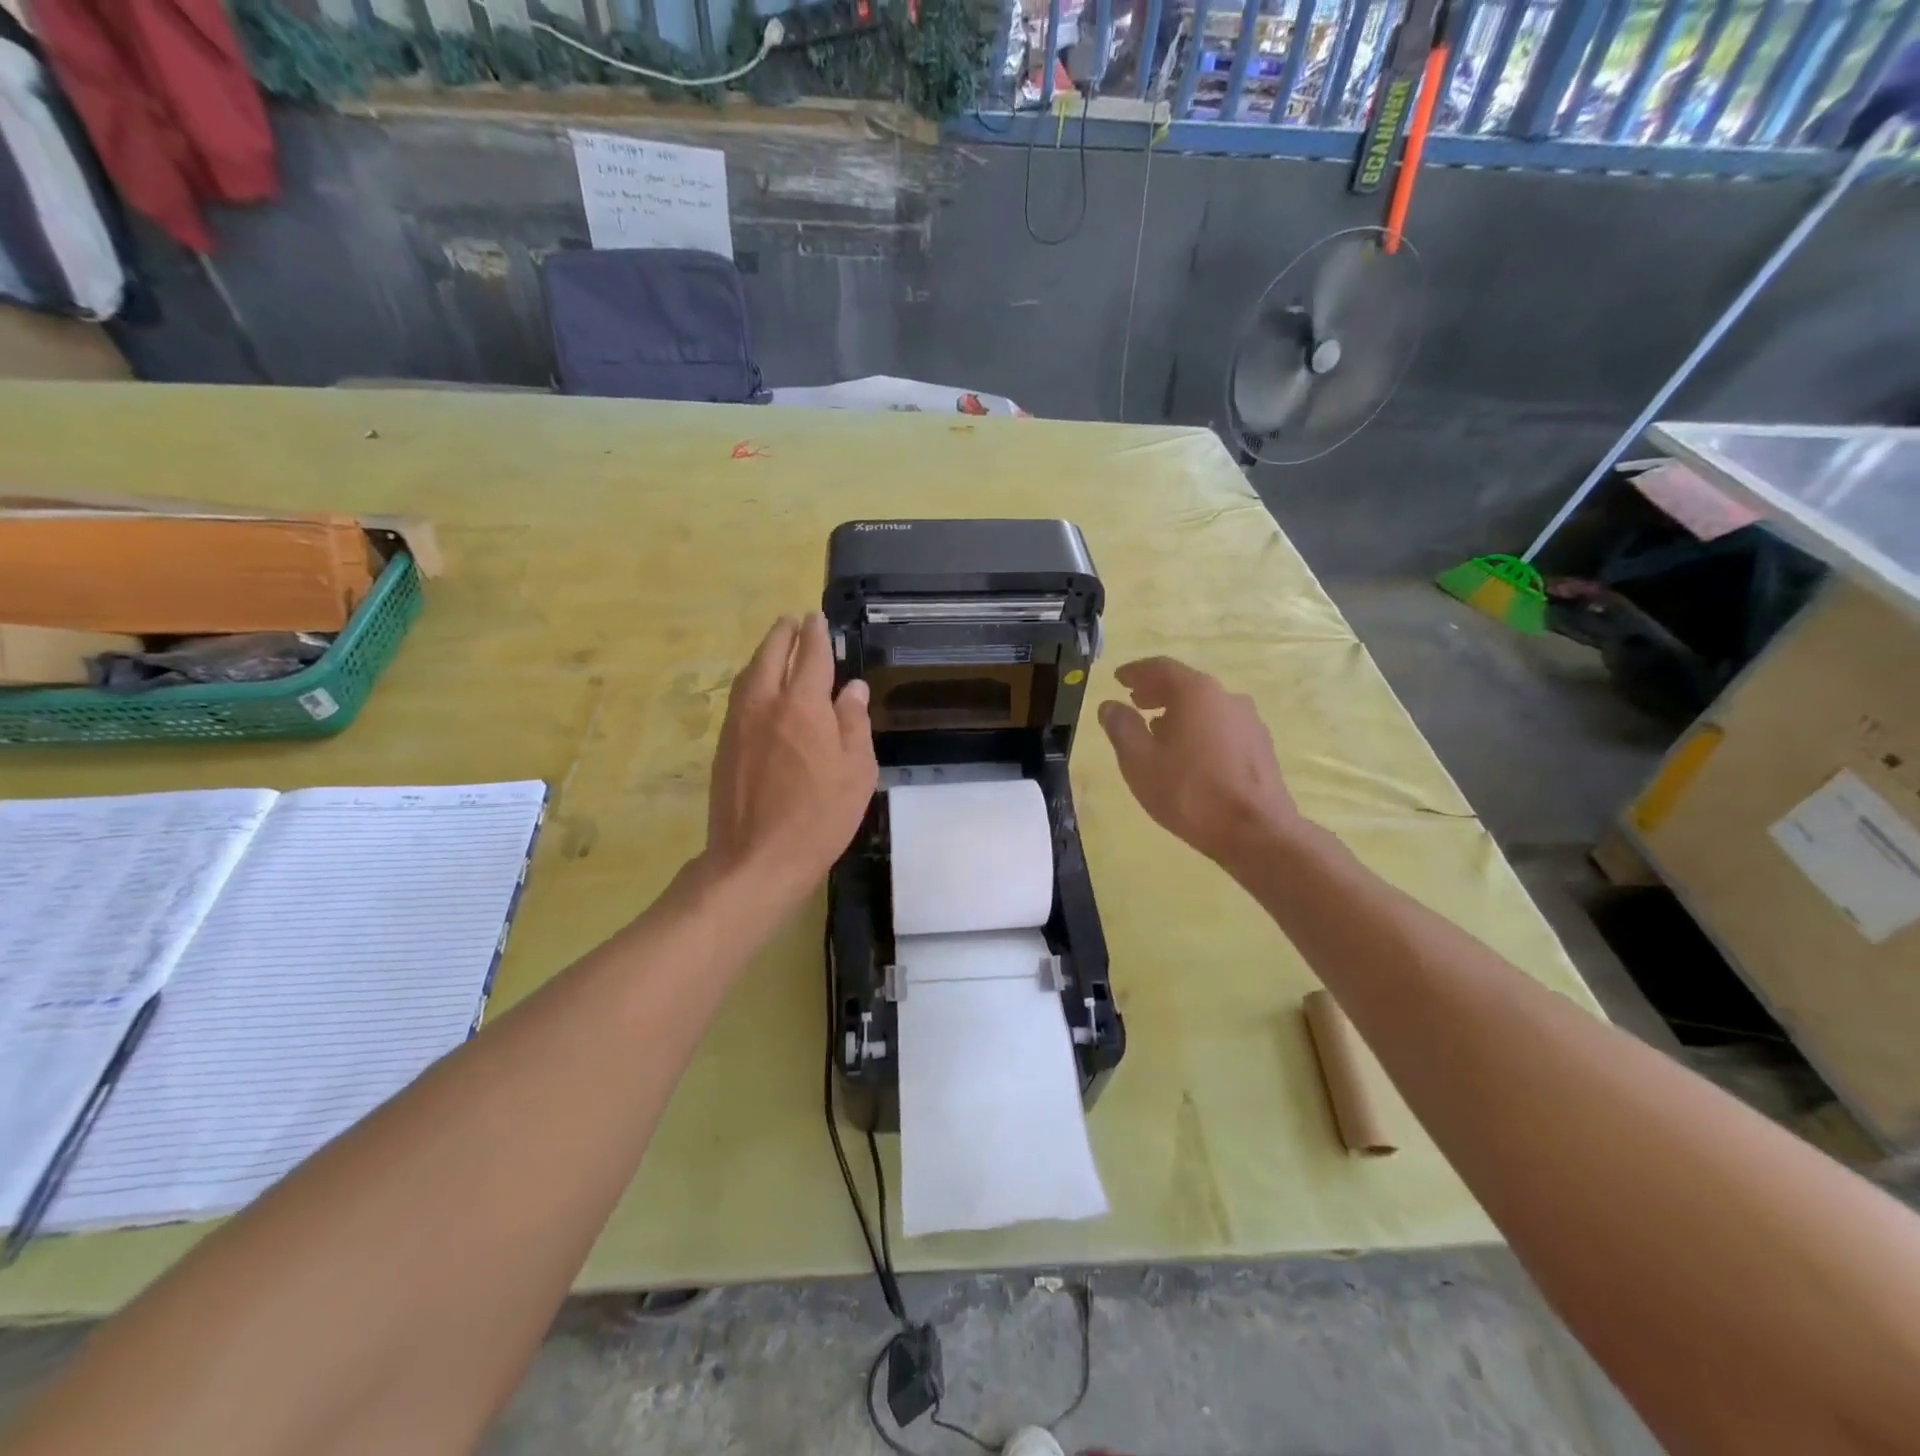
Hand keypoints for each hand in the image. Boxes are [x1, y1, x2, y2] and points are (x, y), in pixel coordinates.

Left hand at [704, 613, 876, 903]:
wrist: (757, 857)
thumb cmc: (820, 816)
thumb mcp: (856, 771)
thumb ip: (853, 723)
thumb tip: (852, 688)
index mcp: (803, 705)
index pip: (810, 655)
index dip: (816, 634)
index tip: (817, 618)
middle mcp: (765, 704)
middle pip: (771, 655)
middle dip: (783, 634)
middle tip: (792, 621)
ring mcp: (739, 724)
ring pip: (749, 674)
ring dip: (763, 654)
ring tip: (775, 647)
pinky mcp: (724, 746)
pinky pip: (739, 698)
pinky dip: (751, 681)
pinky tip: (759, 691)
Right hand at [1098, 657, 1303, 867]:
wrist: (1255, 831)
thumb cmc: (1189, 792)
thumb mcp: (1140, 761)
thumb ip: (1122, 728)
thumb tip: (1110, 706)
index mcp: (1196, 693)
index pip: (1161, 668)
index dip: (1136, 671)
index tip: (1118, 678)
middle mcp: (1226, 697)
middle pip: (1186, 684)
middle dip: (1156, 690)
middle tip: (1134, 701)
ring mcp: (1248, 721)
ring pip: (1205, 706)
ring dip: (1178, 711)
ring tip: (1157, 729)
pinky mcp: (1260, 746)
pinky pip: (1220, 726)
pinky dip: (1198, 728)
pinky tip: (1187, 752)